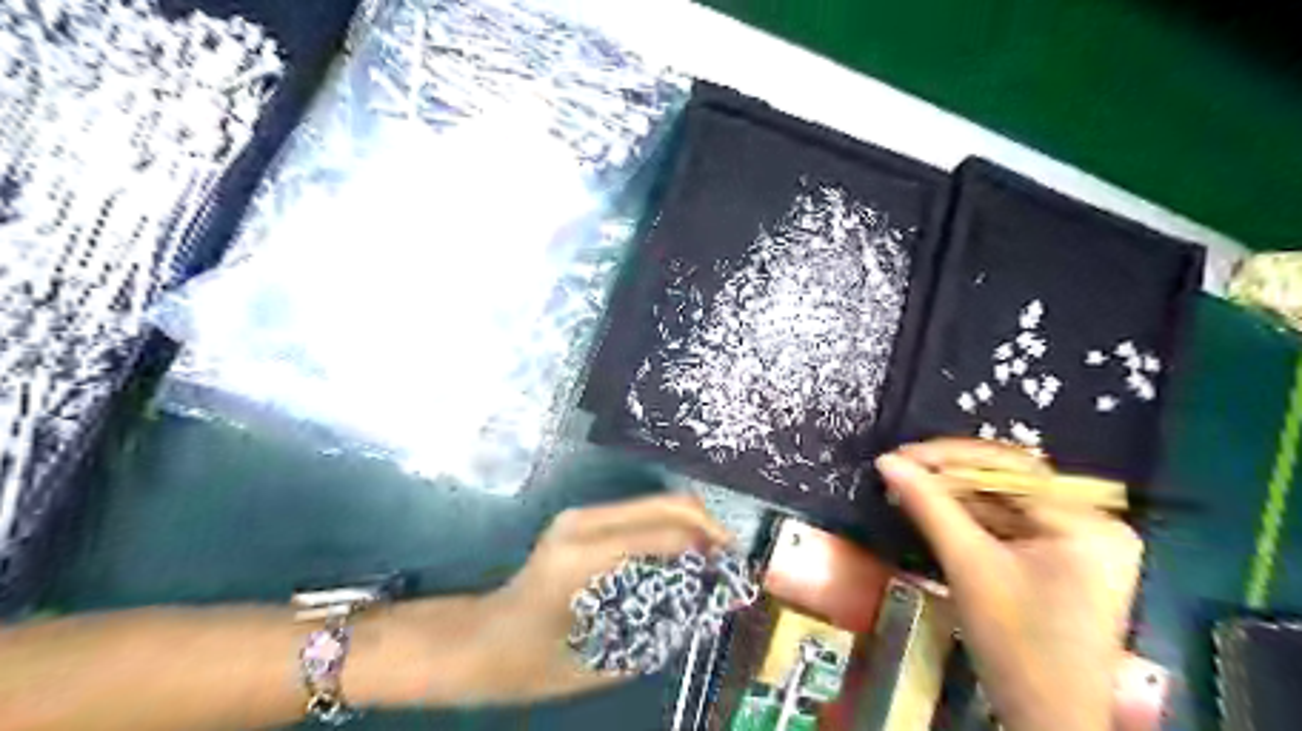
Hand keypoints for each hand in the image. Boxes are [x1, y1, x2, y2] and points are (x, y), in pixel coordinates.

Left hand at [475, 492, 730, 703]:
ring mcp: (581, 515)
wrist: (483, 641)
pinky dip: (670, 528)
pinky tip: (682, 555)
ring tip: (712, 558)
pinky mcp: (583, 519)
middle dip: (707, 526)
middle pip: (665, 504)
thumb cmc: (534, 662)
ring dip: (691, 525)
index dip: (705, 546)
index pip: (662, 534)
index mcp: (583, 556)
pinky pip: (641, 514)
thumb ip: (658, 629)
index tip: (734, 569)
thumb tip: (708, 603)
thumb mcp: (602, 661)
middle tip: (730, 559)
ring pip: (656, 503)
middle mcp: (584, 522)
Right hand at [873, 439, 1142, 730]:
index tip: (900, 455)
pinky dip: (969, 518)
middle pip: (1008, 482)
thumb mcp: (968, 566)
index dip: (949, 457)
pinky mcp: (1060, 559)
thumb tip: (887, 461)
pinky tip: (933, 510)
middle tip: (899, 469)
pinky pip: (1008, 524)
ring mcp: (1078, 542)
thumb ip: (928, 506)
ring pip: (1003, 501)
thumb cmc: (1016, 645)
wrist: (1047, 720)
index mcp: (1086, 523)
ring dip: (954, 495)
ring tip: (907, 487)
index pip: (1010, 467)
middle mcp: (1092, 523)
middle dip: (949, 476)